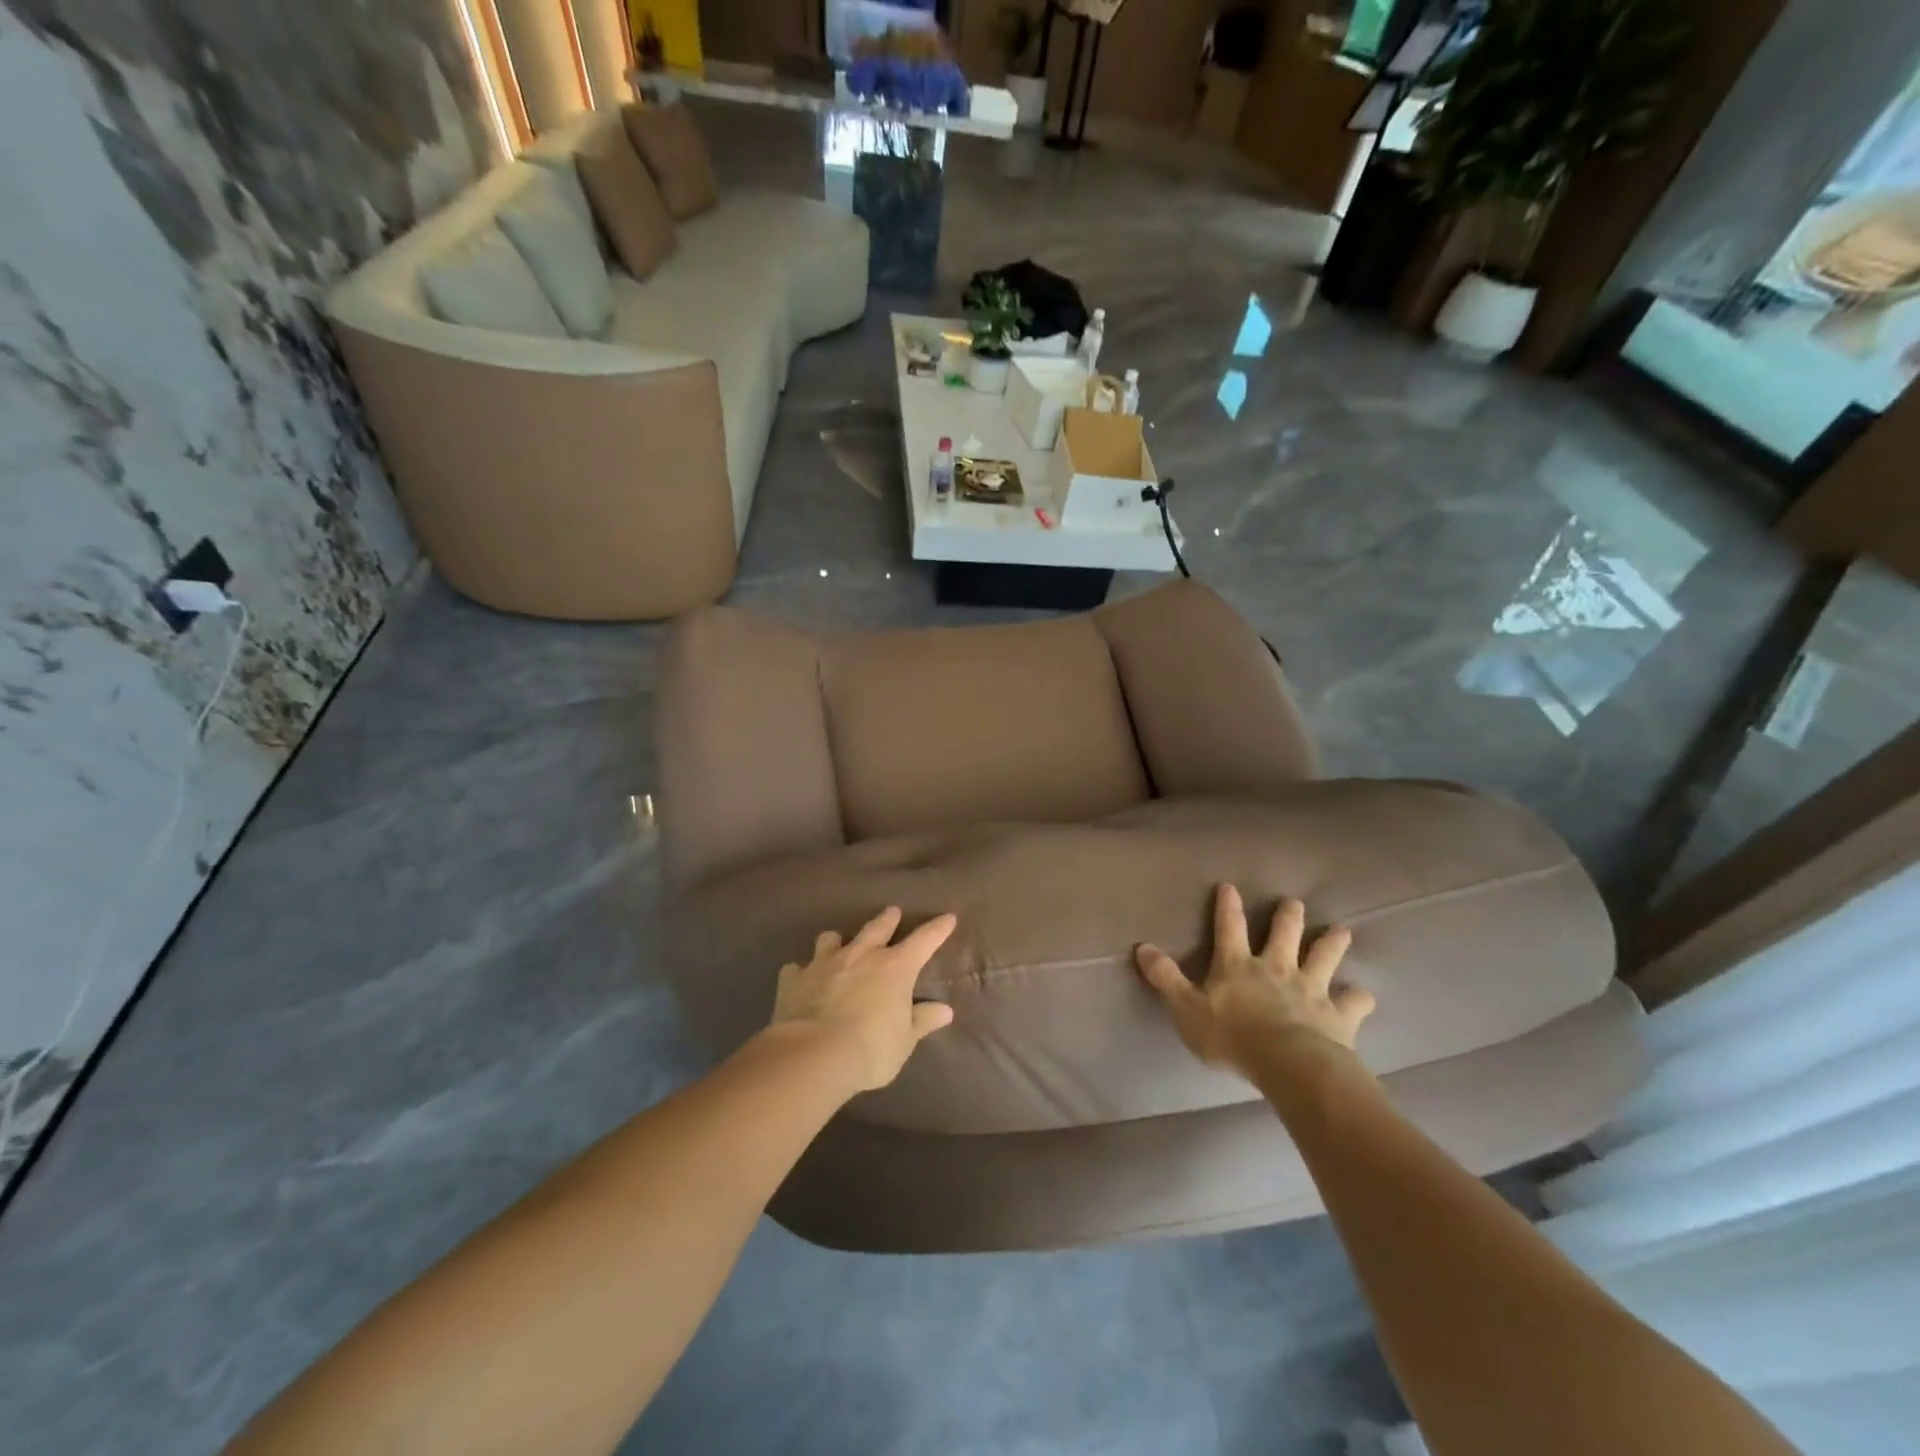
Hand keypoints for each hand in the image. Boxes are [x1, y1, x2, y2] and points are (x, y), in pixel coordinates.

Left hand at [769, 907, 957, 1092]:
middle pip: (877, 928)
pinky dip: (801, 972)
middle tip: (892, 912)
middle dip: (887, 919)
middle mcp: (861, 955)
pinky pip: (797, 968)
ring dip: (837, 941)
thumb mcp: (905, 1040)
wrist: (813, 1055)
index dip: (937, 929)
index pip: (923, 940)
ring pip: (831, 938)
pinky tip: (801, 980)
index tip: (948, 917)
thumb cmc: (870, 1049)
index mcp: (895, 967)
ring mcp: (824, 963)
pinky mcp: (794, 979)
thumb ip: (922, 1021)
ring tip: (838, 944)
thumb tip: (945, 1010)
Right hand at [1136, 886, 1374, 1078]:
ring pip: (1324, 956)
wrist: (1288, 1063)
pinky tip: (1363, 997)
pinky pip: (1354, 1002)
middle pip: (1284, 933)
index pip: (1229, 928)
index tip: (1230, 886)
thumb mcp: (1186, 1009)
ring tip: (1342, 930)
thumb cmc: (1231, 1037)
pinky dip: (1359, 998)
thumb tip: (1142, 947)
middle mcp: (1276, 968)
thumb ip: (1165, 979)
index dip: (1228, 906)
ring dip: (1332, 942)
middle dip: (1288, 915)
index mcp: (1237, 966)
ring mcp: (1310, 989)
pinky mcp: (1338, 1015)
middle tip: (1294, 901)